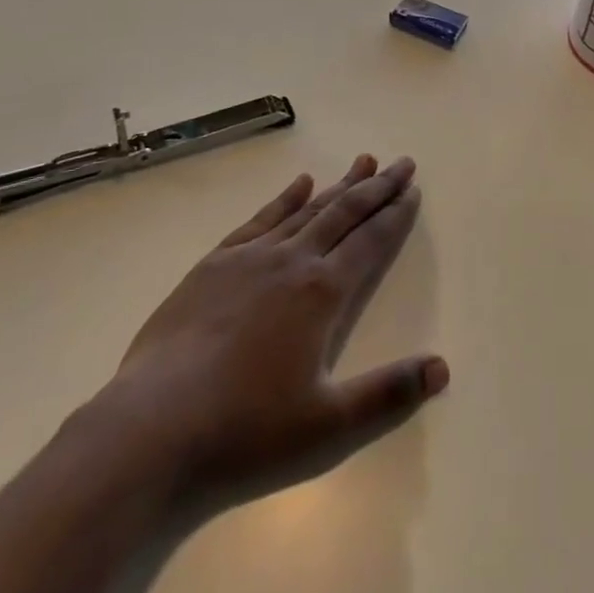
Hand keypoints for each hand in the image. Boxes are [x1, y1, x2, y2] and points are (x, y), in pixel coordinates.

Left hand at [93, 155, 446, 512]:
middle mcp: (292, 262)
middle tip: (402, 163)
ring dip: (339, 185)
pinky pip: (259, 219)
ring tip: (363, 161)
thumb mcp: (328, 426)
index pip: (370, 241)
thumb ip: (388, 394)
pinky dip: (284, 198)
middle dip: (377, 187)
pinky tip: (299, 183)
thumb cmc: (245, 431)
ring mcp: (249, 258)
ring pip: (306, 209)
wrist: (151, 430)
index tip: (413, 189)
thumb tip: (442, 367)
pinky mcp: (213, 265)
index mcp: (322, 293)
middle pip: (344, 213)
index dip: (396, 215)